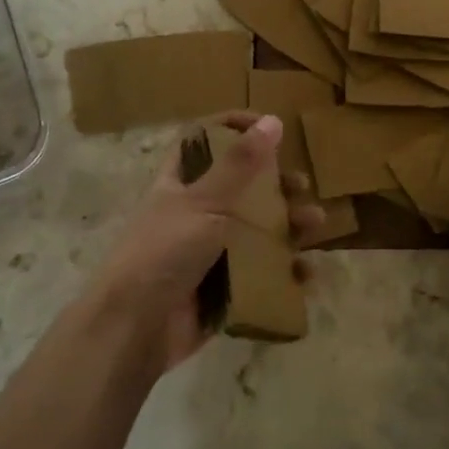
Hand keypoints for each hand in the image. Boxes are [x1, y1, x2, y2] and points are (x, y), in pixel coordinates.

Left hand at [93, 112, 323, 374]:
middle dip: (276, 184)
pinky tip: (306, 273)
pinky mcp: (223, 288)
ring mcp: (210, 252)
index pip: (206, 142)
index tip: (268, 126)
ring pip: (257, 231)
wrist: (134, 329)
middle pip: (242, 188)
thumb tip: (272, 120)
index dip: (233, 128)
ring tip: (315, 225)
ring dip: (288, 226)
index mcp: (181, 184)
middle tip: (302, 185)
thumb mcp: (203, 202)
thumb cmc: (164, 252)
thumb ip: (239, 164)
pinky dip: (285, 272)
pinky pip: (261, 275)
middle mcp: (196, 213)